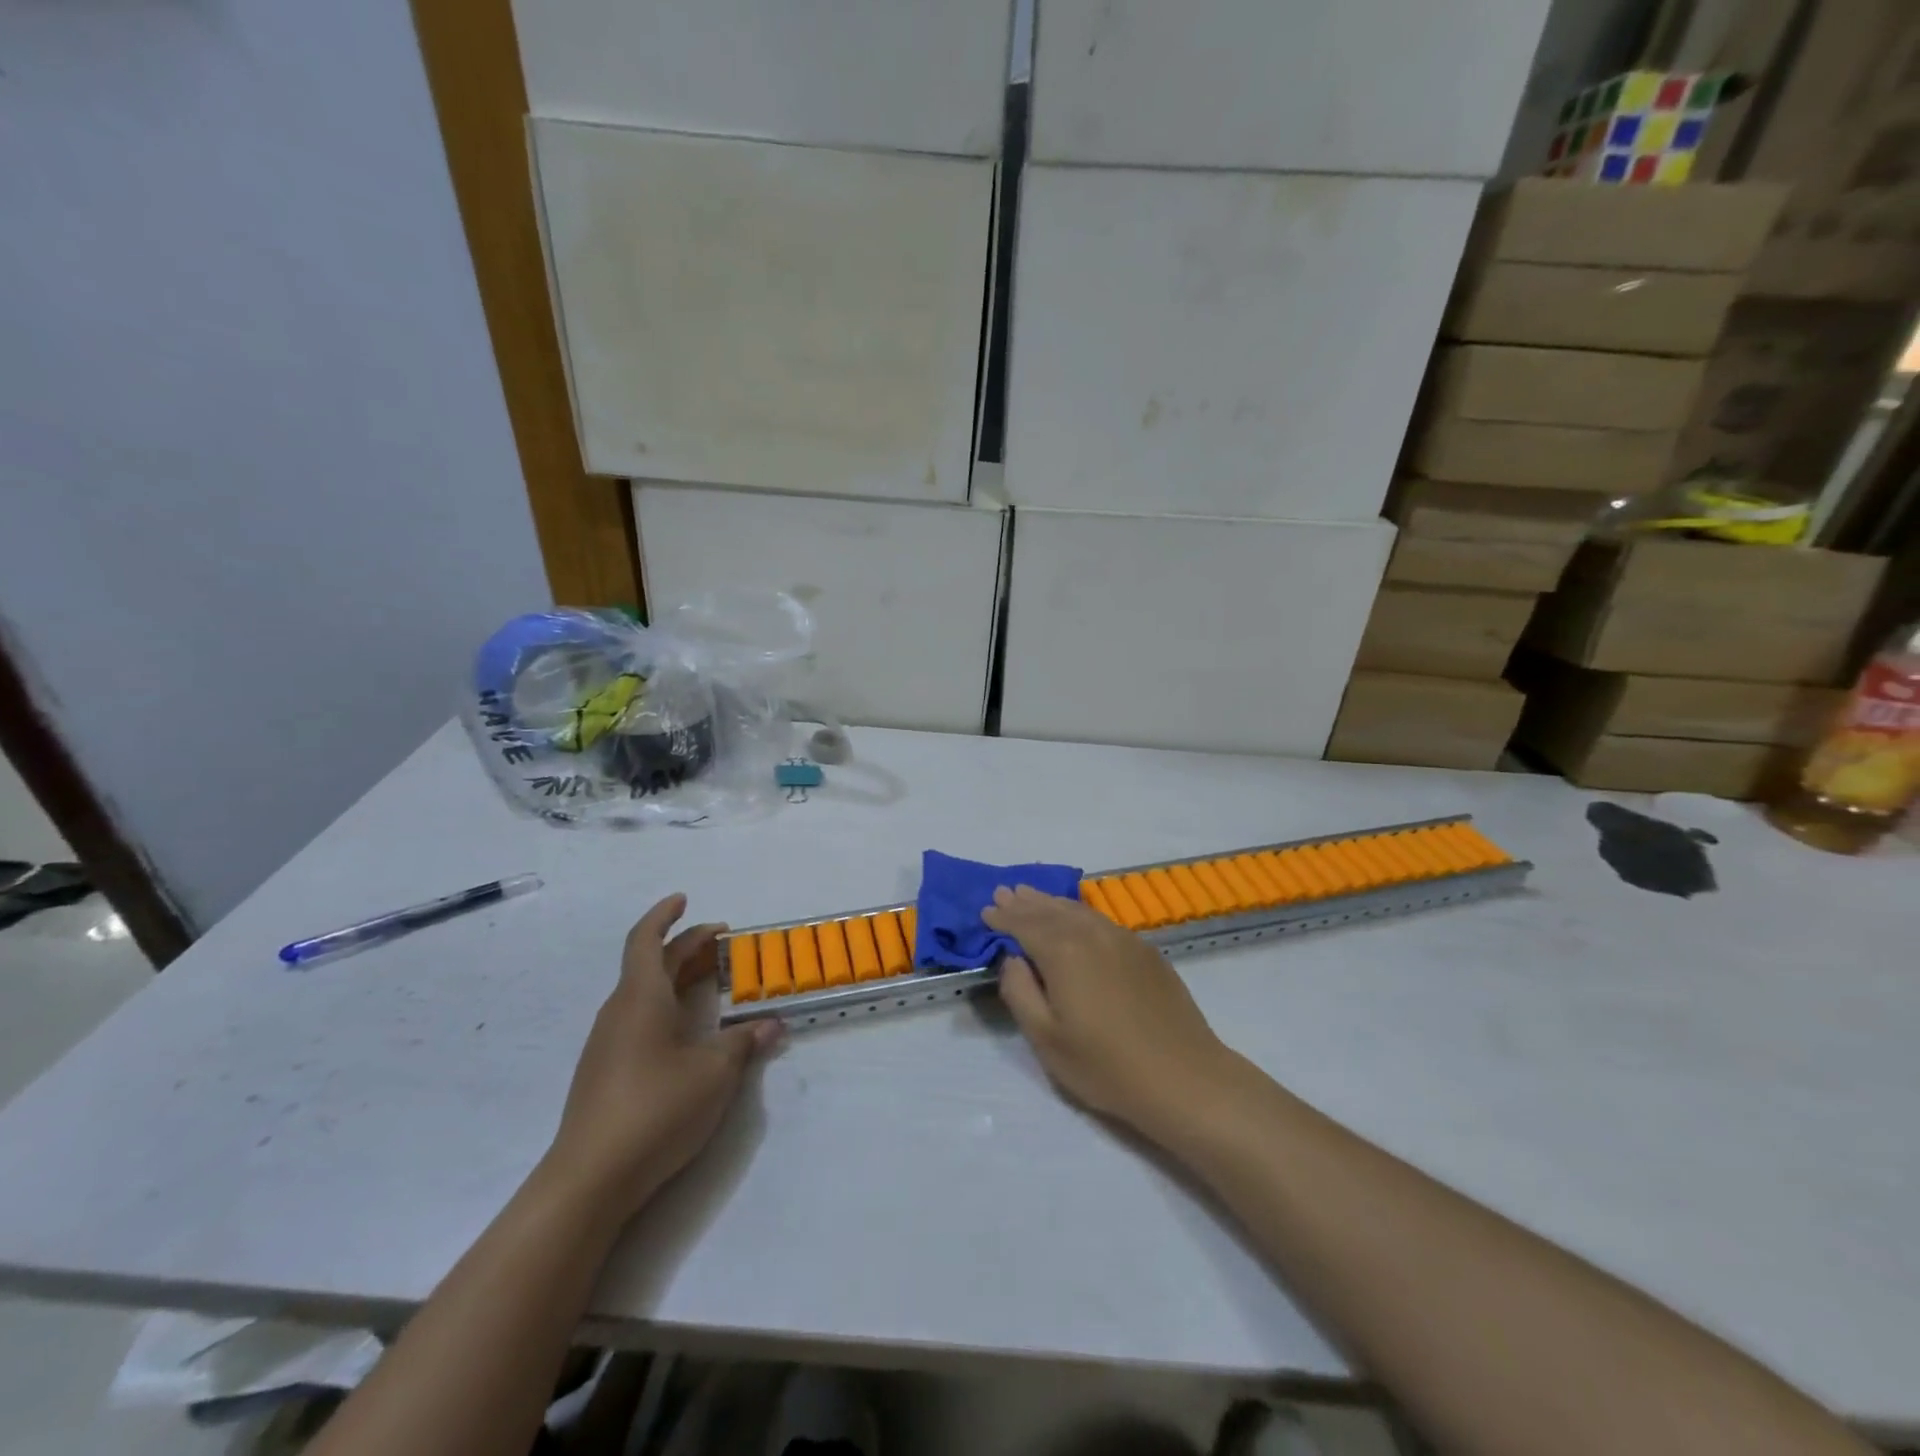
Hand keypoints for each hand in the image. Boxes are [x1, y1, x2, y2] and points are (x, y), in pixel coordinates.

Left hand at [543, 894, 781, 1222]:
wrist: (589, 1180)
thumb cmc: (656, 1108)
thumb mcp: (715, 1073)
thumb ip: (744, 1043)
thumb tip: (772, 1025)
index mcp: (641, 998)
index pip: (646, 940)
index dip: (665, 915)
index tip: (684, 899)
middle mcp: (619, 1012)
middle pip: (650, 964)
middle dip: (686, 948)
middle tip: (724, 943)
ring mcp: (608, 1044)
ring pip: (644, 993)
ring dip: (676, 979)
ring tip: (710, 983)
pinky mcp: (605, 1072)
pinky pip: (638, 1019)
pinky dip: (666, 1007)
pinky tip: (687, 1033)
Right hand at [982, 886, 1234, 1144]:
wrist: (1183, 1077)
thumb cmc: (1106, 1066)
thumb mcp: (1046, 1039)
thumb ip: (1019, 992)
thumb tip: (1013, 959)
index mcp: (1063, 952)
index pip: (1024, 925)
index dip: (1003, 917)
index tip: (986, 910)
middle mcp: (1092, 934)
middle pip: (1051, 911)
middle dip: (1025, 902)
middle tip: (1005, 891)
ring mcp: (1123, 939)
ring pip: (1078, 911)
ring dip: (1051, 902)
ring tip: (1033, 896)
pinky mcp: (1145, 951)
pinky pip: (1101, 920)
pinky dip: (1079, 912)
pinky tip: (1076, 917)